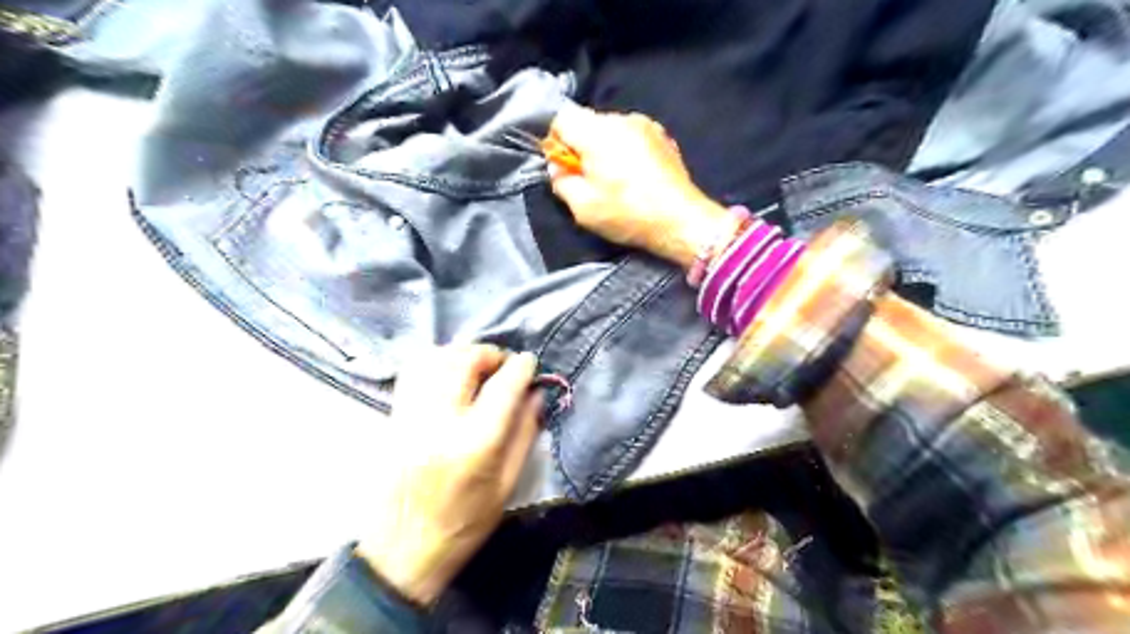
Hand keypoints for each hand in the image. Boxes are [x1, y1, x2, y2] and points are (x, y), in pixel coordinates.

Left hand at [357, 346, 541, 603]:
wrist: (399, 552)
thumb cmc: (462, 525)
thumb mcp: (506, 485)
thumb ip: (524, 434)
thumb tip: (536, 394)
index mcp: (475, 444)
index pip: (503, 387)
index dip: (522, 367)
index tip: (530, 362)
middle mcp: (439, 422)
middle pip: (465, 361)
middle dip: (490, 354)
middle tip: (503, 364)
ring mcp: (410, 416)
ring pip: (435, 358)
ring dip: (462, 353)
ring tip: (477, 366)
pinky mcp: (392, 417)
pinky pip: (413, 371)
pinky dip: (435, 361)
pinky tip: (448, 373)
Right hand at [550, 103, 743, 267]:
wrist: (680, 220)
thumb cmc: (628, 214)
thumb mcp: (583, 207)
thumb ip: (561, 182)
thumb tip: (557, 167)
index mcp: (597, 132)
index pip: (562, 118)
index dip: (556, 142)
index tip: (563, 167)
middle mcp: (622, 119)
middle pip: (588, 122)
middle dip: (582, 147)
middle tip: (588, 180)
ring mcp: (647, 125)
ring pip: (612, 129)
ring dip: (605, 149)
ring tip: (615, 181)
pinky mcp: (663, 137)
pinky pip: (633, 137)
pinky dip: (626, 151)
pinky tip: (635, 178)